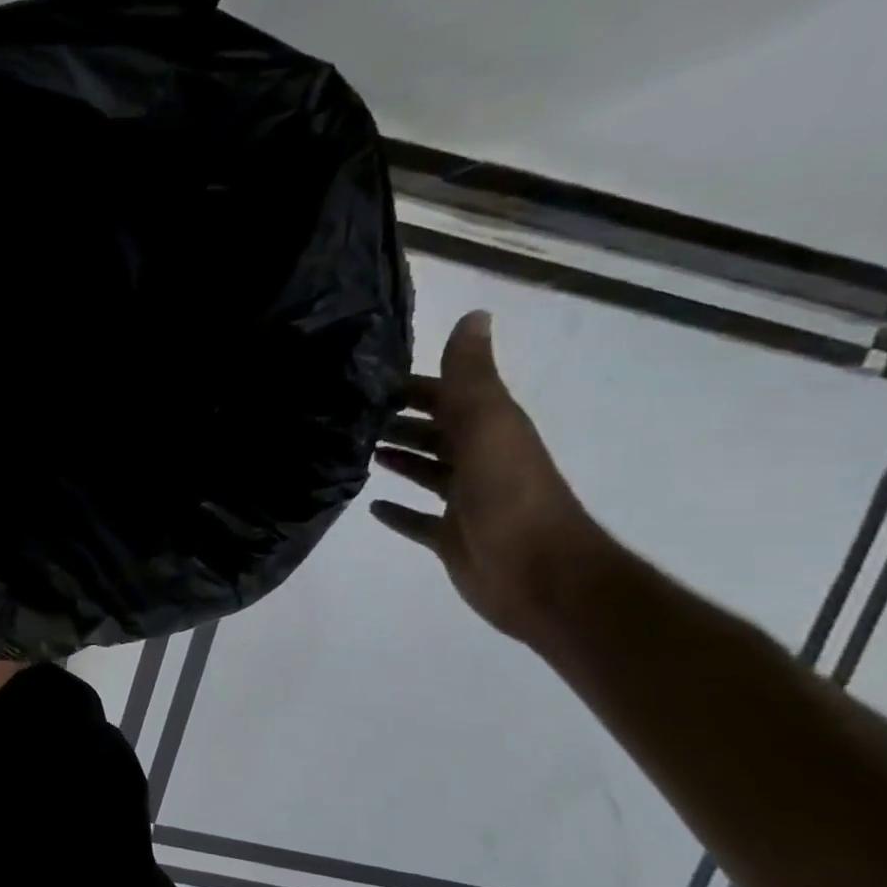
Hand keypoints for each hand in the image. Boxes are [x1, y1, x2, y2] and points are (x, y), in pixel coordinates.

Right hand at [371, 311, 613, 645]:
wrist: (537, 572)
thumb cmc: (508, 493)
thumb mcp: (489, 423)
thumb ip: (472, 375)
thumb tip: (474, 314)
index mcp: (489, 429)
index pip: (446, 396)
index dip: (412, 386)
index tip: (365, 380)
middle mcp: (478, 460)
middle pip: (434, 433)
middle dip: (399, 421)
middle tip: (348, 416)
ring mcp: (464, 501)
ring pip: (426, 472)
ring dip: (398, 460)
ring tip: (357, 451)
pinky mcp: (449, 537)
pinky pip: (417, 520)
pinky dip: (397, 512)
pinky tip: (371, 506)